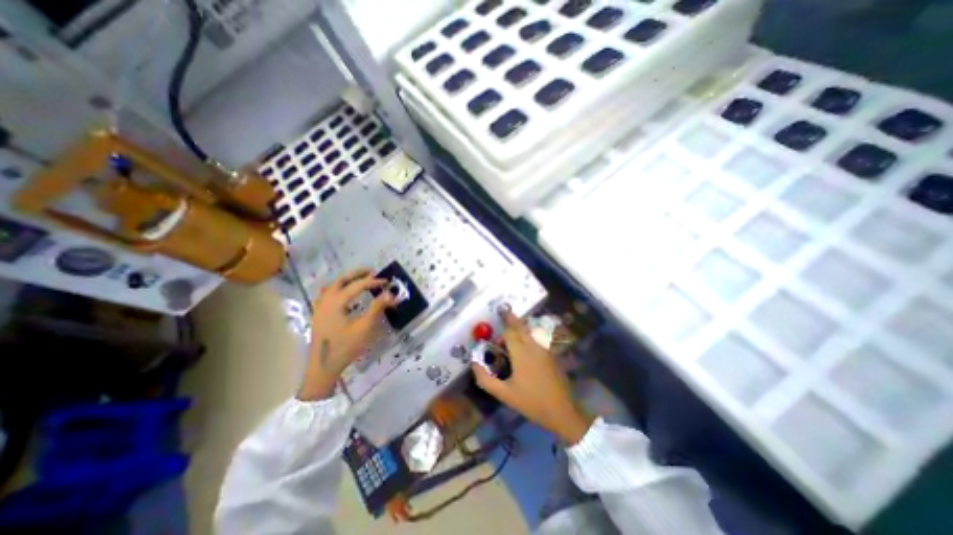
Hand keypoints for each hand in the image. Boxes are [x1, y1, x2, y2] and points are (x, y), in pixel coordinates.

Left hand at [297, 268, 397, 401]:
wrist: (324, 366)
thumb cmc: (346, 346)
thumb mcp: (365, 327)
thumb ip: (377, 308)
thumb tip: (390, 294)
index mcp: (336, 302)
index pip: (357, 285)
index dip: (373, 282)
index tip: (386, 282)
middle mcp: (326, 301)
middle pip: (340, 280)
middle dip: (356, 274)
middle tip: (371, 271)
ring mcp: (320, 308)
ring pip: (332, 286)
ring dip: (346, 280)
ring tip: (360, 280)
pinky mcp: (319, 315)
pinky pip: (326, 295)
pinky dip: (337, 289)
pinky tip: (343, 294)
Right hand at [470, 307, 592, 445]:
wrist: (562, 411)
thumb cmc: (531, 402)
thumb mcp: (504, 394)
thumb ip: (485, 379)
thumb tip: (474, 363)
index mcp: (521, 353)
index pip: (509, 332)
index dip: (501, 332)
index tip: (494, 340)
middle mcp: (533, 346)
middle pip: (520, 326)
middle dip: (511, 319)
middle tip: (503, 312)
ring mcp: (544, 349)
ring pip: (529, 331)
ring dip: (519, 328)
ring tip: (511, 333)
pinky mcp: (551, 355)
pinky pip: (536, 339)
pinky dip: (527, 336)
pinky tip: (524, 347)